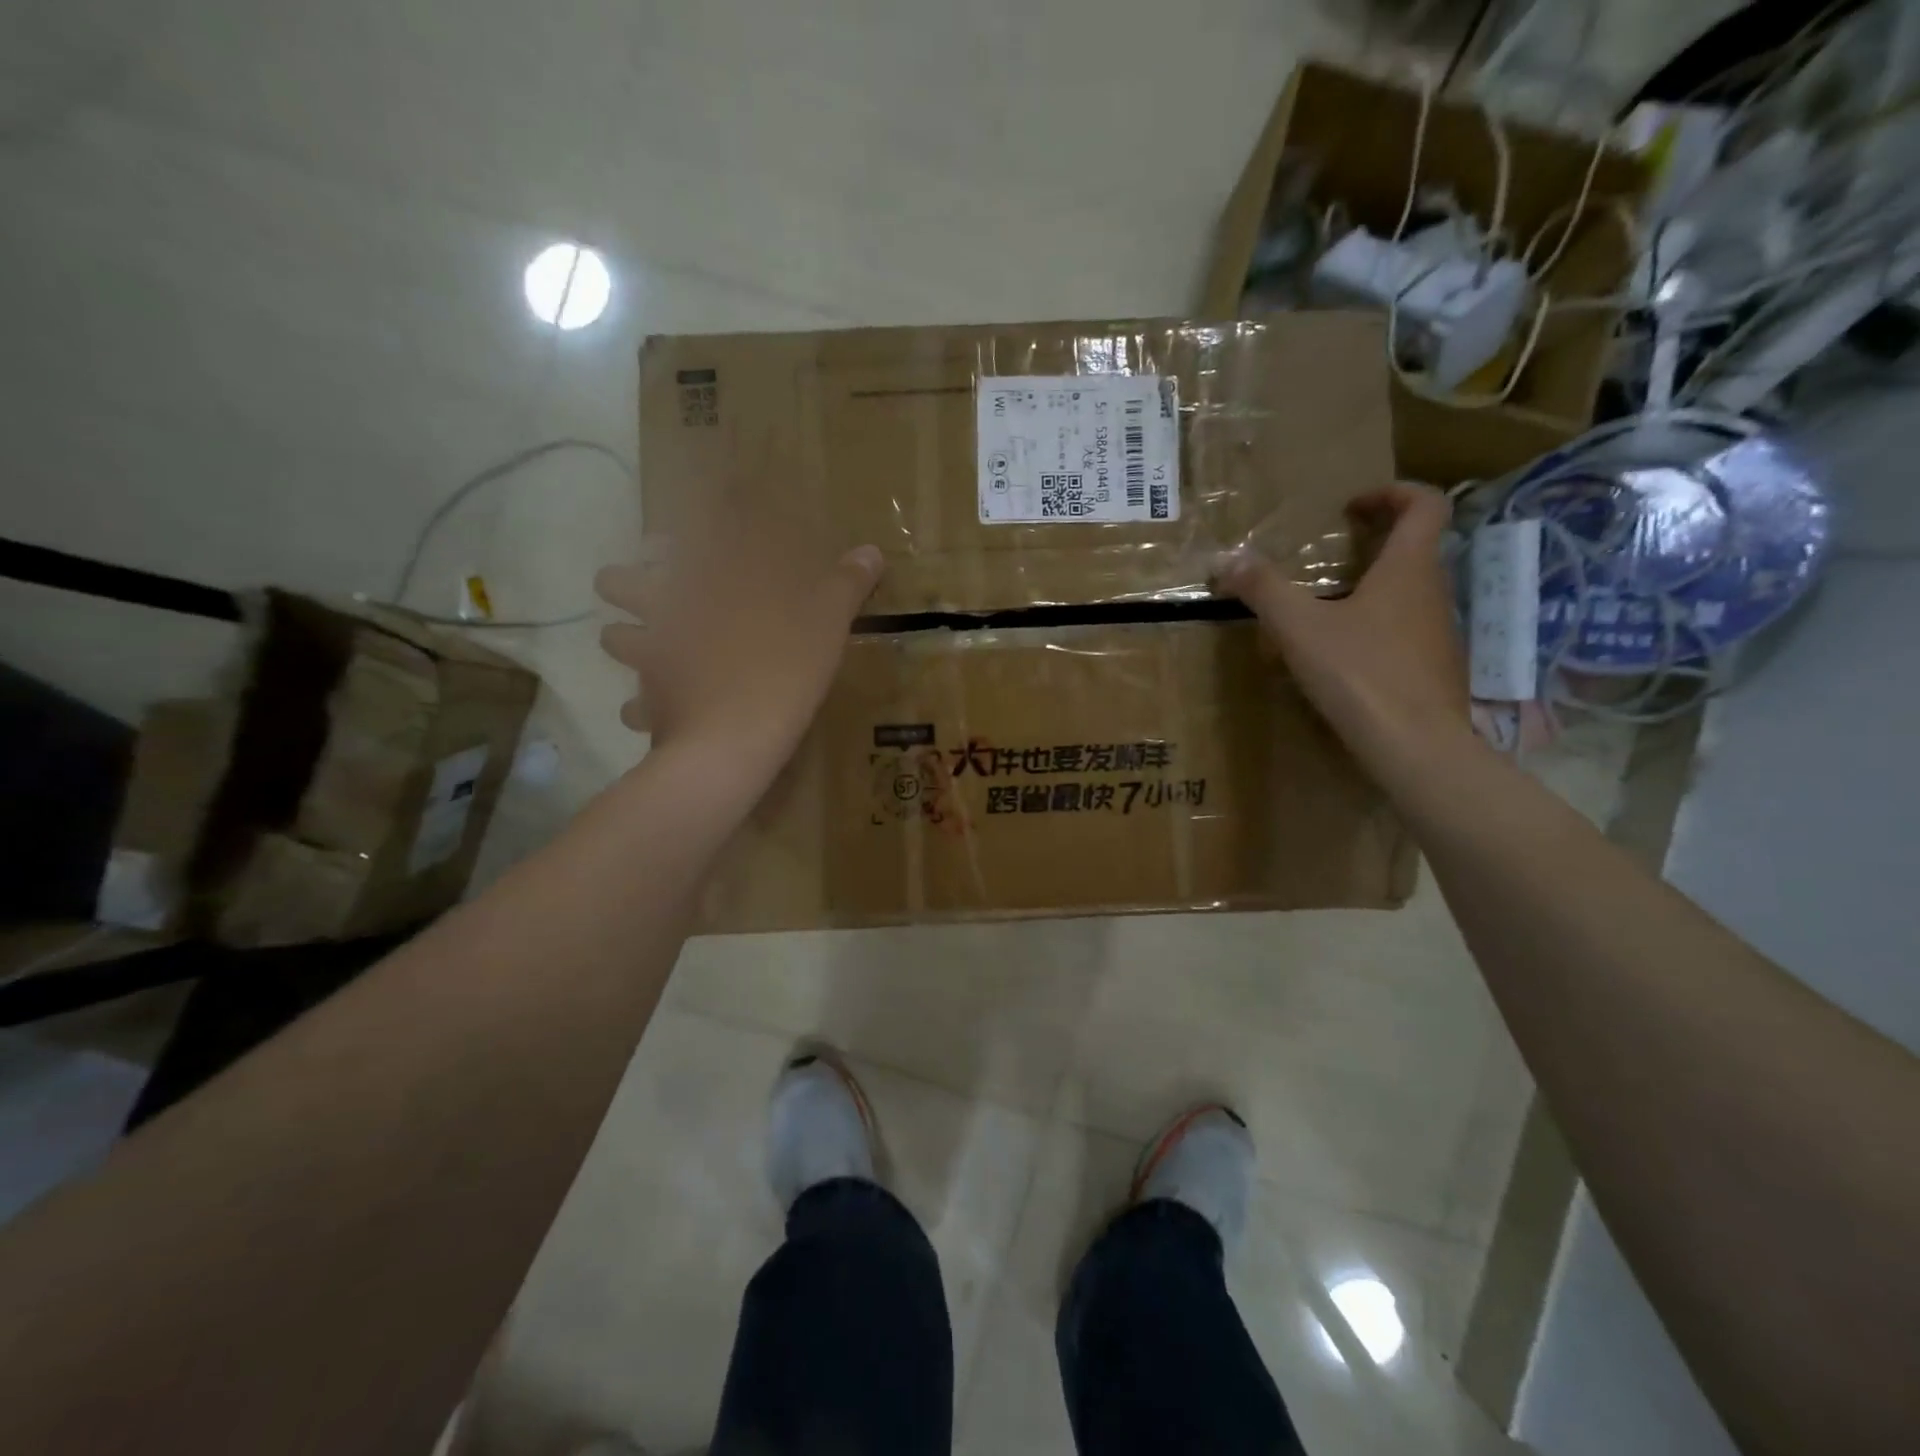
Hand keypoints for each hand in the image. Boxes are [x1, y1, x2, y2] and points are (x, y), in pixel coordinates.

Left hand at [595, 516, 881, 781]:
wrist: (735, 739)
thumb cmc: (783, 668)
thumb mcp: (828, 622)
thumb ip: (846, 585)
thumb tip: (872, 551)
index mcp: (707, 580)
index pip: (680, 537)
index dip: (675, 530)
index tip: (676, 531)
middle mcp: (667, 609)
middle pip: (619, 582)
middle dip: (625, 582)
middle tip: (647, 589)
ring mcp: (651, 656)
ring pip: (615, 638)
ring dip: (625, 639)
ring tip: (645, 647)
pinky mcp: (649, 701)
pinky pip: (634, 704)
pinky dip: (643, 707)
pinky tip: (657, 713)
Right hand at [1215, 483, 1468, 776]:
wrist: (1415, 746)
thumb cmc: (1360, 674)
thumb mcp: (1299, 628)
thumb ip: (1263, 590)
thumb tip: (1225, 559)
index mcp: (1409, 568)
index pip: (1425, 505)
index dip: (1392, 493)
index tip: (1352, 506)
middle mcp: (1433, 592)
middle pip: (1416, 548)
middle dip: (1376, 541)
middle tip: (1331, 553)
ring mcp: (1439, 632)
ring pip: (1410, 592)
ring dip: (1375, 585)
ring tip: (1328, 606)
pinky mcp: (1434, 668)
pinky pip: (1407, 630)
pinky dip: (1378, 625)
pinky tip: (1343, 656)